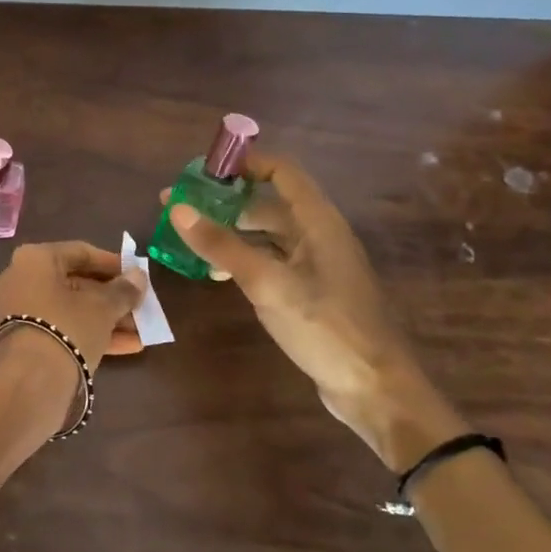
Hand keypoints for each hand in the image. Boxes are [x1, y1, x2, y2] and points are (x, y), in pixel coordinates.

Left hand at [0, 240, 146, 381]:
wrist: (29, 382)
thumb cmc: (67, 327)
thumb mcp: (102, 307)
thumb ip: (123, 290)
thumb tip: (138, 276)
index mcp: (34, 259)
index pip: (80, 252)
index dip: (112, 263)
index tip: (137, 275)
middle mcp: (20, 279)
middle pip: (75, 283)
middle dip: (111, 297)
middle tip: (140, 306)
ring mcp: (18, 311)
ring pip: (70, 309)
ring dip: (106, 318)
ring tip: (141, 330)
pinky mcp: (22, 340)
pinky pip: (60, 328)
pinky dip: (89, 334)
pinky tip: (127, 347)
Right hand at [161, 154, 463, 467]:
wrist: (373, 388)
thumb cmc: (325, 327)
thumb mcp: (267, 283)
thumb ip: (222, 245)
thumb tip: (177, 208)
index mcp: (319, 222)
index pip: (282, 172)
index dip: (245, 163)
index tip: (203, 170)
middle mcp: (319, 235)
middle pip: (269, 202)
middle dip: (226, 200)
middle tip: (182, 206)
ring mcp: (315, 265)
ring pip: (267, 234)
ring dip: (231, 231)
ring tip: (190, 237)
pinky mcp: (309, 291)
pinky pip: (270, 261)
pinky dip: (242, 259)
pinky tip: (216, 273)